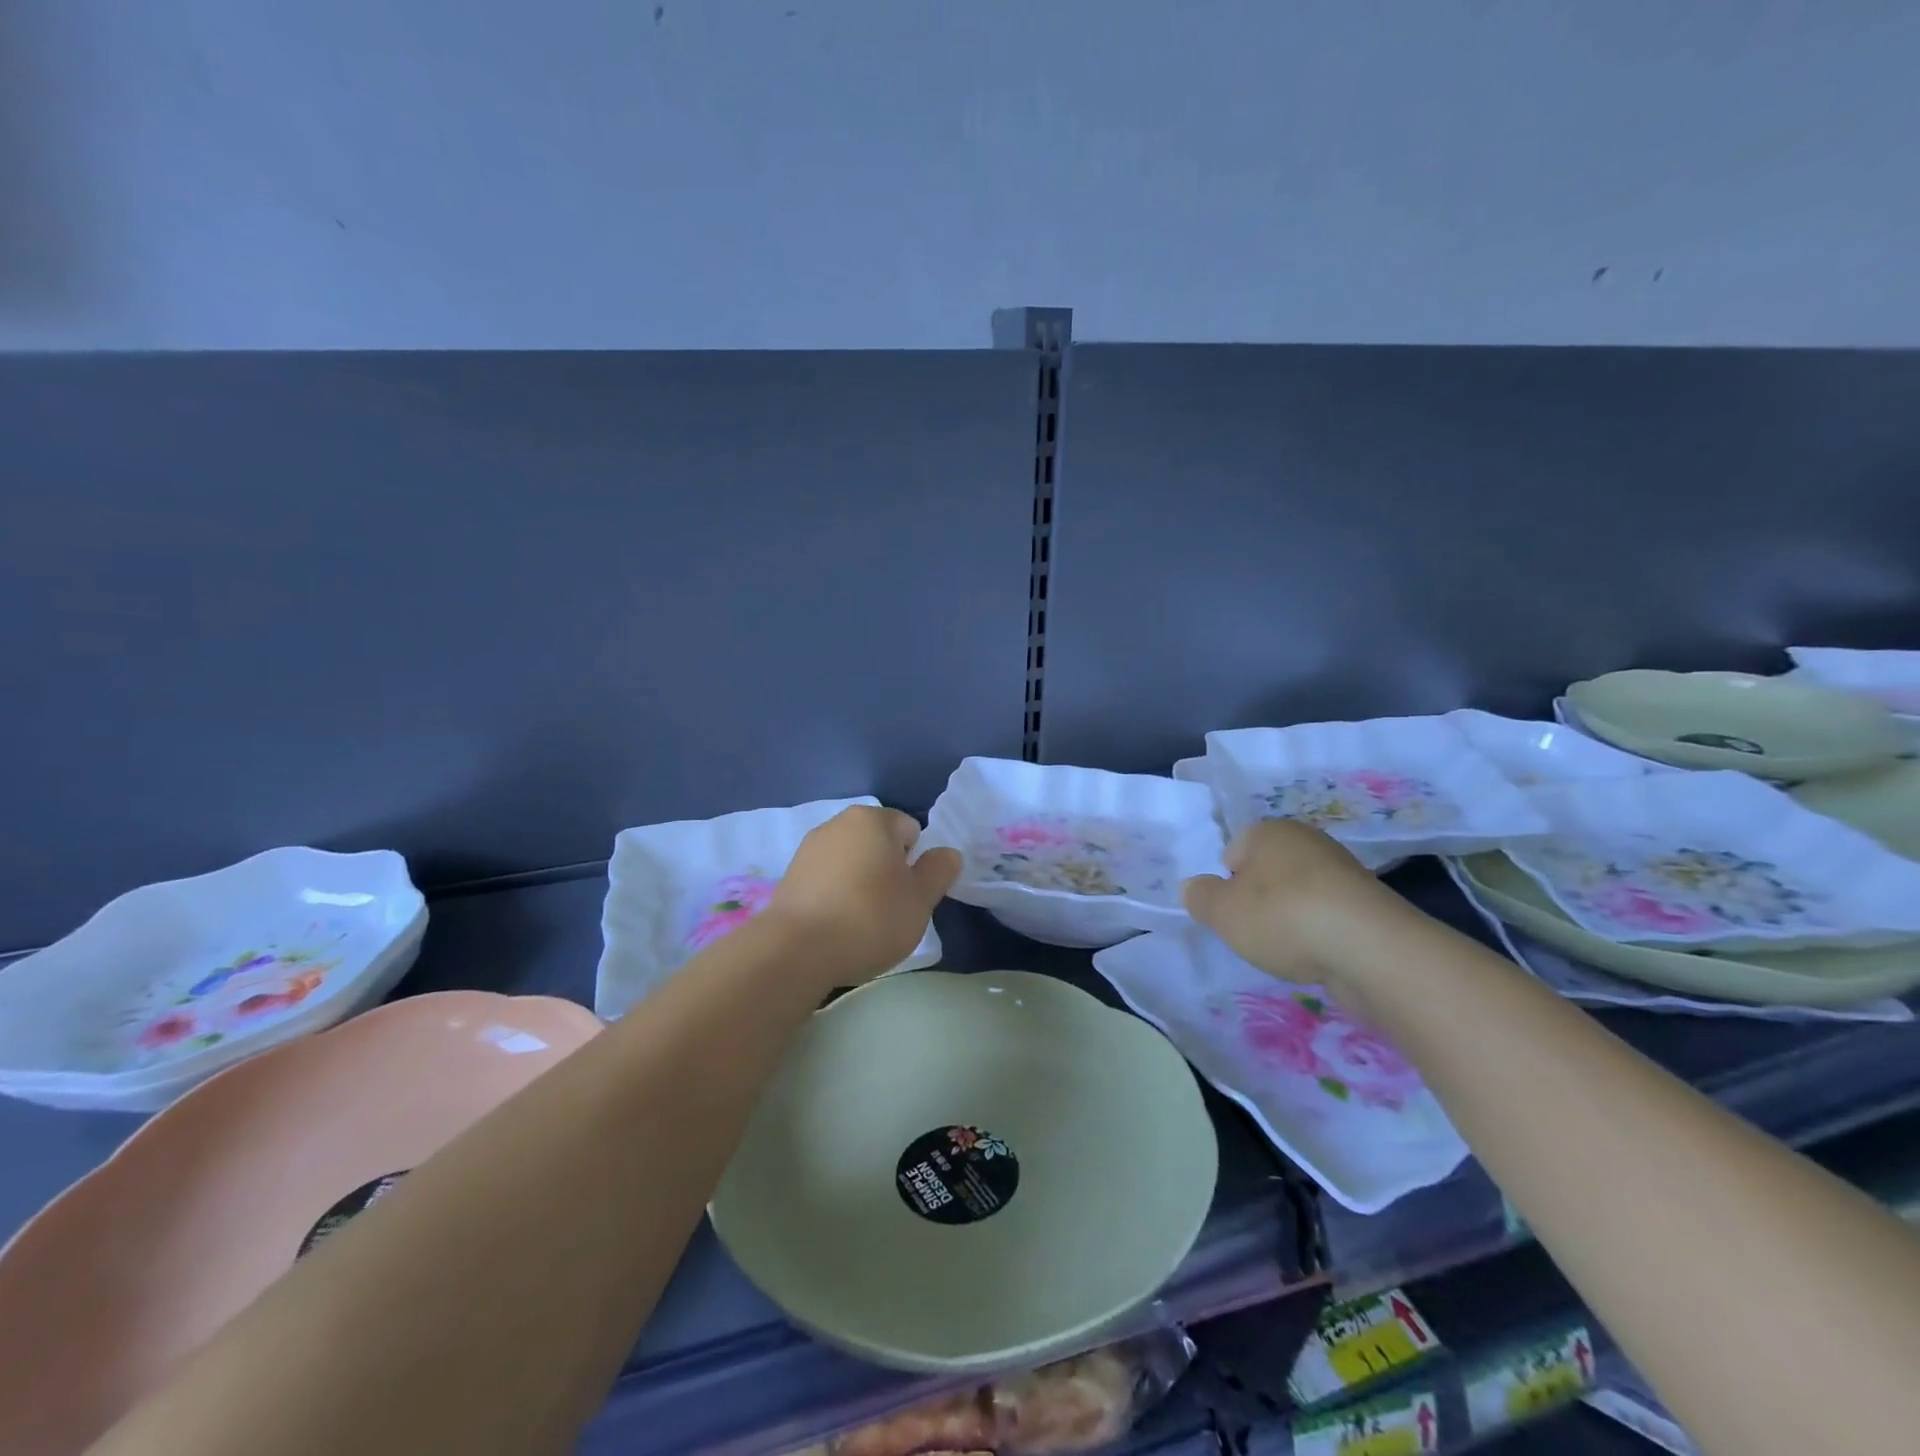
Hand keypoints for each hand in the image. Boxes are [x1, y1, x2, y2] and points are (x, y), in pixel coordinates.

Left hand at [766, 806, 960, 984]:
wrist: (795, 950)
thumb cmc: (869, 918)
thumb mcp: (920, 899)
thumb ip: (939, 871)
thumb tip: (947, 853)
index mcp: (873, 820)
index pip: (910, 830)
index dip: (916, 863)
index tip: (910, 895)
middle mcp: (838, 824)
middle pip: (878, 844)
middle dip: (888, 871)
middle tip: (890, 910)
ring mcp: (809, 849)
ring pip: (851, 862)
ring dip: (861, 883)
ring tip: (860, 923)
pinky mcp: (790, 876)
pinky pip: (827, 880)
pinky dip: (836, 896)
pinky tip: (835, 927)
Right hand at [1182, 819, 1397, 983]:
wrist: (1371, 949)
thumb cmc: (1282, 917)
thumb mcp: (1221, 911)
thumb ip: (1199, 897)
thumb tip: (1194, 888)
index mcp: (1269, 831)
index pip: (1233, 852)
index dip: (1227, 884)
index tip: (1232, 913)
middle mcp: (1307, 840)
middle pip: (1267, 872)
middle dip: (1259, 901)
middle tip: (1256, 931)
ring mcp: (1343, 871)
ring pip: (1299, 895)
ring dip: (1291, 919)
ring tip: (1290, 948)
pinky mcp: (1369, 904)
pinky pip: (1329, 916)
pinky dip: (1320, 934)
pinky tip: (1320, 954)